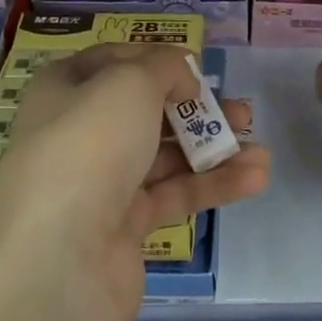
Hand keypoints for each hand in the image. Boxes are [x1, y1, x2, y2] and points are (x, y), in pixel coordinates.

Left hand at [0, 44, 270, 320]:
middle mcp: (79, 133)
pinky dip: (212, 186)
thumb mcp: (129, 83)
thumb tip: (182, 80)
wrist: (61, 259)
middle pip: (147, 112)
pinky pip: (174, 195)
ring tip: (261, 150)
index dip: (155, 60)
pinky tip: (255, 178)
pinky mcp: (125, 226)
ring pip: (166, 157)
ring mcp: (101, 183)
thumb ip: (164, 67)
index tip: (195, 68)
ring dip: (214, 150)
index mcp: (64, 90)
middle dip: (197, 109)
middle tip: (241, 113)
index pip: (113, 63)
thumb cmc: (90, 147)